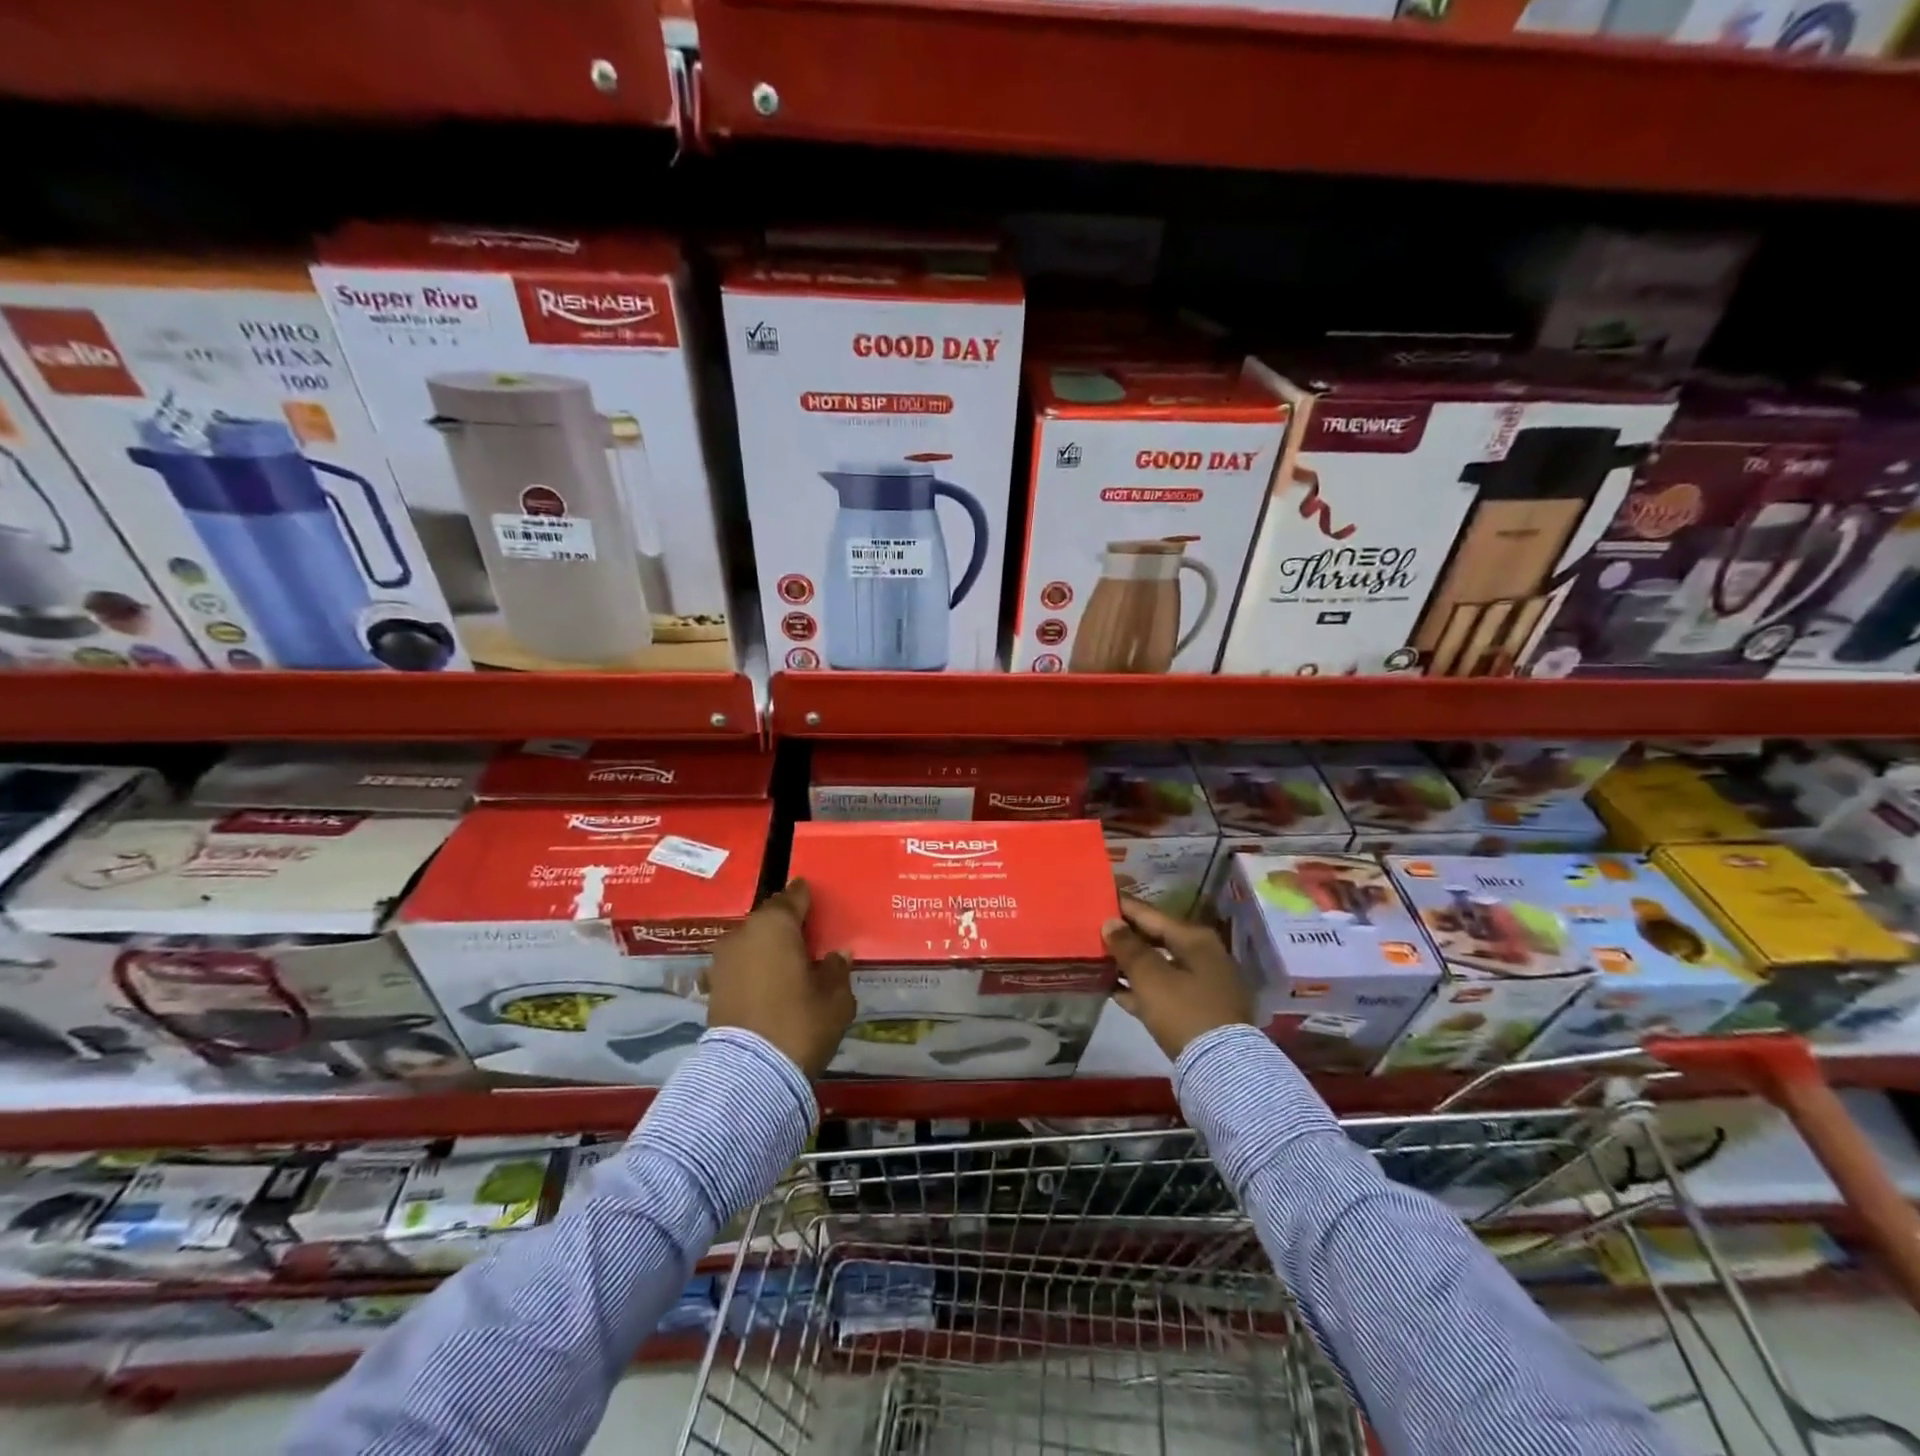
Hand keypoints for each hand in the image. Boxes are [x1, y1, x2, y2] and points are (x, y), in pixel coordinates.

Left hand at [706, 879, 855, 1078]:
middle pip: (770, 919)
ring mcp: (723, 960)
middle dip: (788, 925)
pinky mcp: (713, 986)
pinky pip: (741, 965)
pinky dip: (755, 968)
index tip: (817, 901)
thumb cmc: (800, 1023)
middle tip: (808, 937)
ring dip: (769, 948)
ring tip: (790, 963)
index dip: (807, 898)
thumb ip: (837, 969)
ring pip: (752, 942)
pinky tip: (771, 983)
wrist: (749, 1074)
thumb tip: (837, 955)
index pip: (794, 896)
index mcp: (775, 924)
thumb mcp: (835, 998)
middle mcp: (744, 933)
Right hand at [1103, 896, 1254, 1062]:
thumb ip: (1128, 948)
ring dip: (1130, 963)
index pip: (1151, 914)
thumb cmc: (1184, 1012)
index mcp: (1195, 939)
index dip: (1123, 907)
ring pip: (1159, 965)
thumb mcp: (1150, 977)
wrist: (1222, 1068)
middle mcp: (1202, 955)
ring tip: (1098, 958)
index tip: (1098, 898)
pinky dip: (1141, 987)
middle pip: (1156, 938)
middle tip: (1094, 929)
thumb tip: (1110, 923)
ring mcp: (1203, 984)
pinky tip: (1115, 989)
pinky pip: (1163, 989)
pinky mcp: (1198, 1009)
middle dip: (1125, 936)